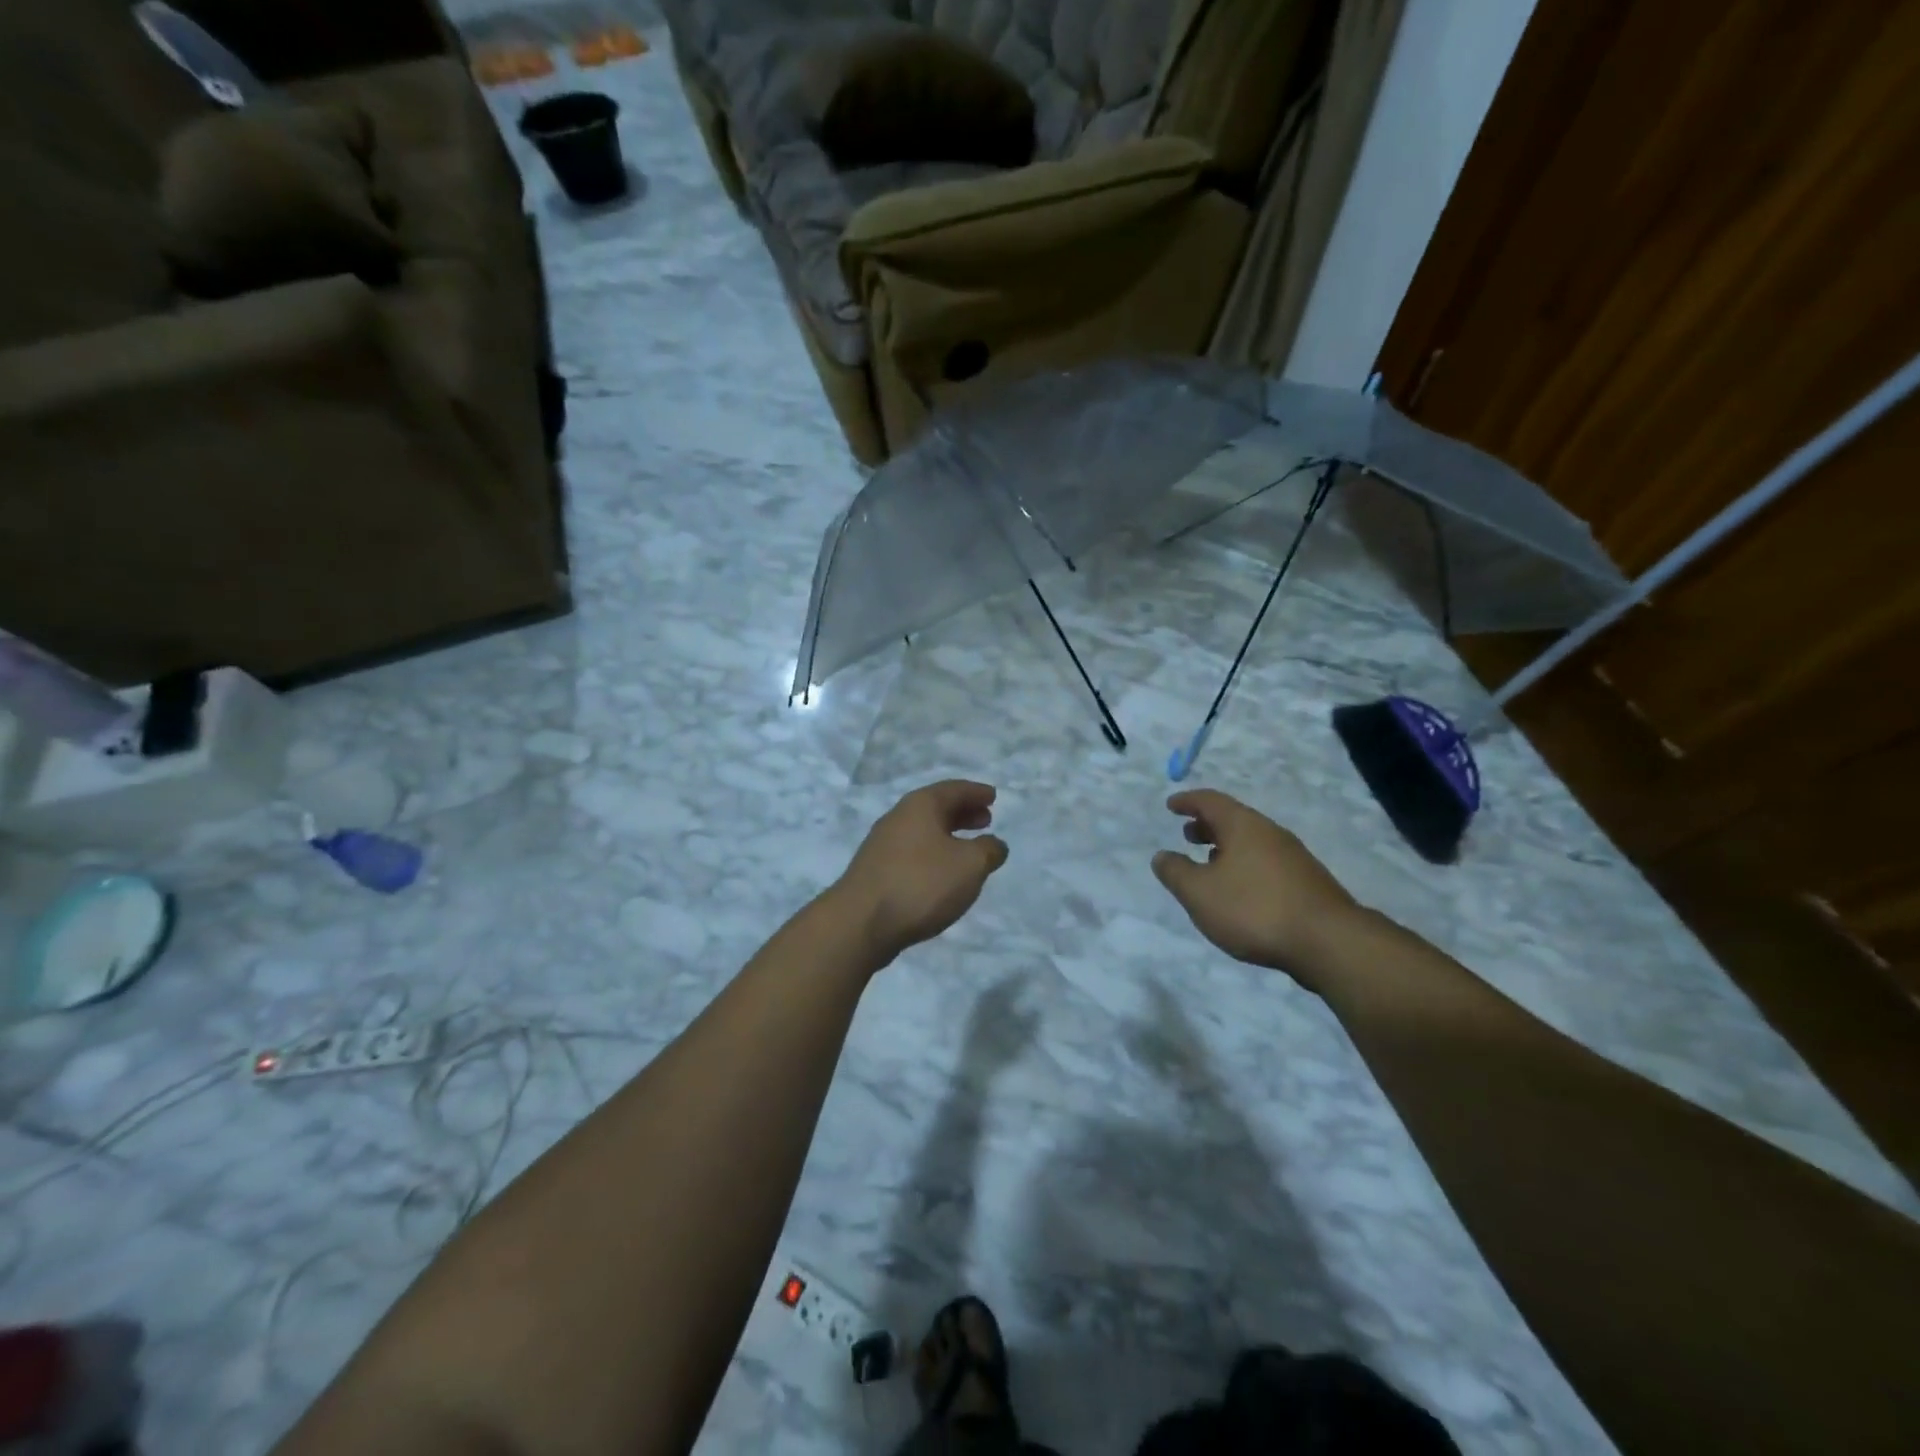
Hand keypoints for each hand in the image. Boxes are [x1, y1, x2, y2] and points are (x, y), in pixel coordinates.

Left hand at [832, 780, 1008, 968]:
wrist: (861, 922)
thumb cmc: (921, 883)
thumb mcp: (969, 865)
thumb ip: (988, 850)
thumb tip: (994, 844)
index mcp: (920, 805)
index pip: (954, 789)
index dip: (976, 792)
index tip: (993, 796)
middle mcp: (899, 817)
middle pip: (936, 808)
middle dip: (962, 812)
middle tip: (985, 819)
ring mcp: (883, 844)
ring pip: (923, 830)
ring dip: (948, 834)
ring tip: (968, 848)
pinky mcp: (876, 870)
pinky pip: (913, 851)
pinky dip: (933, 853)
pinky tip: (942, 873)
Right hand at [1152, 789, 1366, 988]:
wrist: (1329, 942)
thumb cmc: (1254, 909)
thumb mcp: (1199, 893)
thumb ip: (1176, 872)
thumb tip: (1162, 855)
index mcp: (1243, 826)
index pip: (1210, 801)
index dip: (1188, 801)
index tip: (1172, 805)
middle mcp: (1270, 833)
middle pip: (1234, 819)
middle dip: (1208, 825)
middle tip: (1188, 835)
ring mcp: (1294, 857)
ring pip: (1252, 842)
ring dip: (1227, 847)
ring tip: (1210, 864)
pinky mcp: (1308, 883)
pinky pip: (1267, 862)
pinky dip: (1245, 865)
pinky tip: (1241, 890)